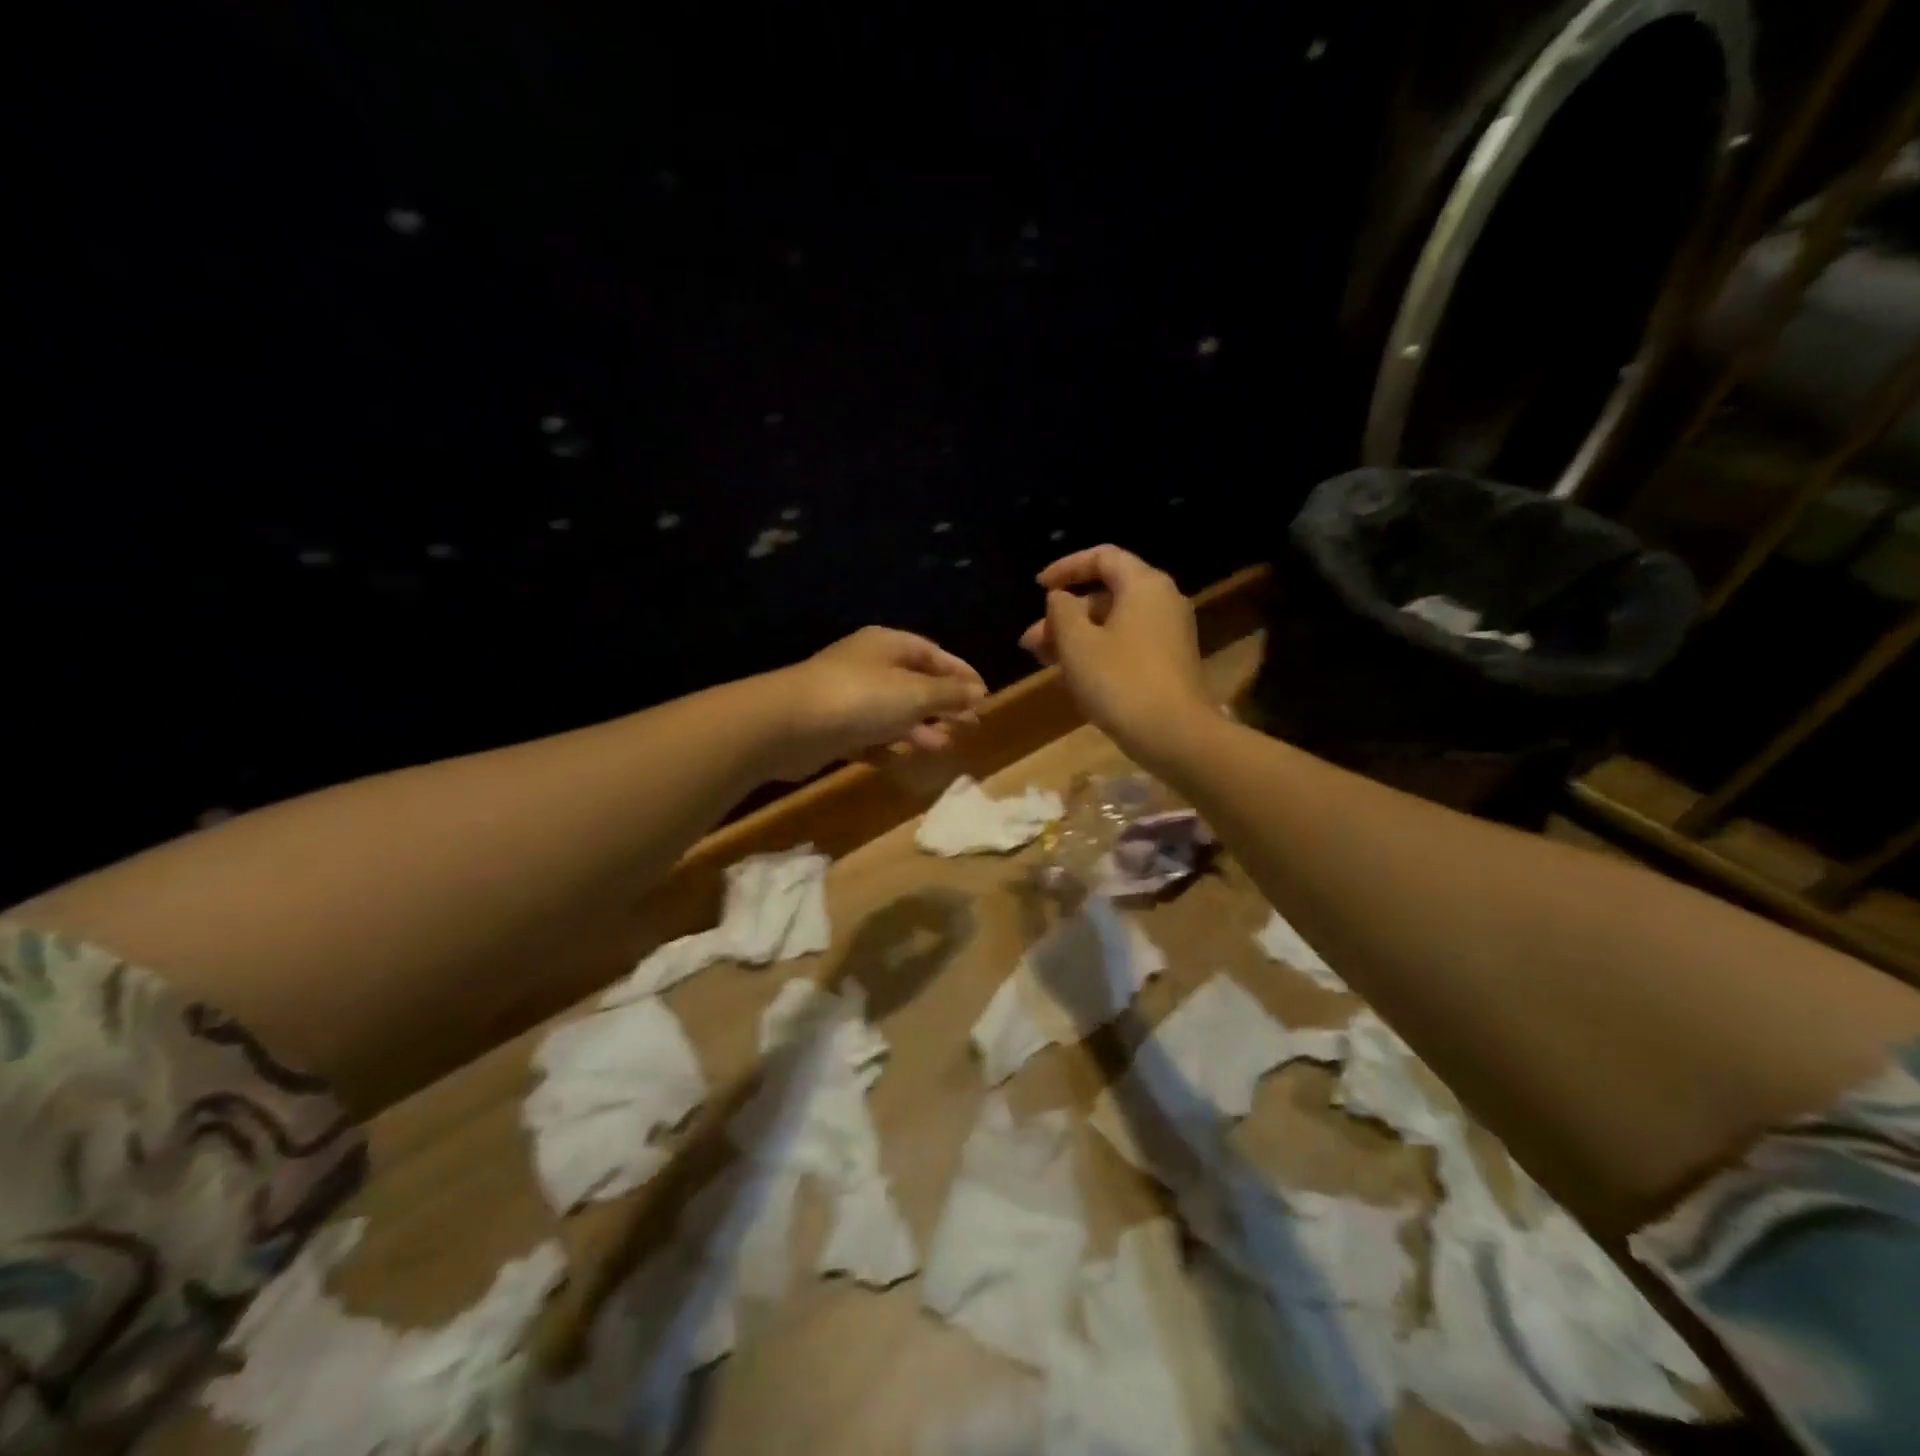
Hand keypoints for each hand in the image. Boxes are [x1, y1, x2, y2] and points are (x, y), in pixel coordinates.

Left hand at [768, 627, 986, 779]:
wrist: (788, 725)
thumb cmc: (860, 698)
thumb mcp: (914, 693)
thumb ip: (948, 694)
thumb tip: (978, 692)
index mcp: (888, 645)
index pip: (933, 653)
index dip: (960, 673)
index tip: (984, 695)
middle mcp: (868, 666)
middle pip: (915, 683)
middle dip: (943, 704)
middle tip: (970, 725)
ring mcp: (848, 697)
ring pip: (892, 712)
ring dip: (919, 728)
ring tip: (943, 745)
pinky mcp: (833, 728)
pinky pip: (868, 736)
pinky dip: (887, 746)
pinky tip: (901, 760)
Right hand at [1019, 545, 1210, 766]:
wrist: (1175, 735)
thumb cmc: (1120, 681)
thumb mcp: (1077, 643)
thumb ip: (1062, 611)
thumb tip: (1061, 598)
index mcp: (1144, 585)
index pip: (1102, 557)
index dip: (1066, 568)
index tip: (1037, 587)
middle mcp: (1162, 601)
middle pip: (1106, 594)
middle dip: (1064, 615)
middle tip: (1031, 642)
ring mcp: (1169, 634)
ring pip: (1113, 623)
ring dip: (1076, 638)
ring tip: (1044, 662)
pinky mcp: (1169, 663)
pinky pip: (1127, 645)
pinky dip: (1098, 652)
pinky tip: (1074, 677)